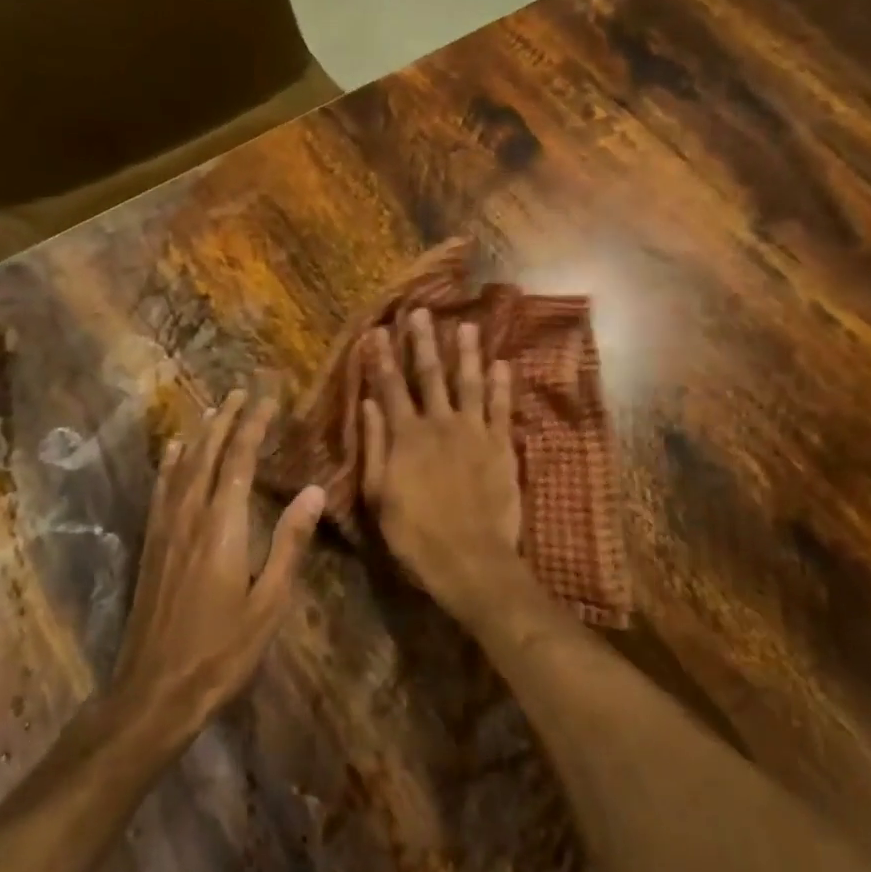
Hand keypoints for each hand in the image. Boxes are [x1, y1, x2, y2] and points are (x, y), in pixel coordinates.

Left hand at [112, 391, 324, 741]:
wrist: (155, 689)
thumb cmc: (222, 650)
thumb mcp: (270, 603)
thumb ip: (290, 543)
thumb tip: (312, 490)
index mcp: (223, 526)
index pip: (240, 460)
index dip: (254, 425)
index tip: (267, 398)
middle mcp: (190, 515)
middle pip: (208, 453)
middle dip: (227, 419)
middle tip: (242, 390)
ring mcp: (165, 528)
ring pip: (182, 465)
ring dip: (201, 433)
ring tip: (215, 408)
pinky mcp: (152, 543)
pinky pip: (161, 488)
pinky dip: (170, 462)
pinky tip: (173, 450)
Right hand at [360, 312, 525, 622]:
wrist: (471, 560)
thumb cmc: (415, 535)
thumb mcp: (379, 496)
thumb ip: (375, 446)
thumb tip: (368, 404)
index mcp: (406, 436)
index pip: (390, 387)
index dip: (381, 358)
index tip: (376, 331)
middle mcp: (440, 424)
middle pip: (429, 375)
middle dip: (422, 342)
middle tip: (420, 311)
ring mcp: (475, 432)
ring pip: (469, 382)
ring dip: (466, 353)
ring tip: (465, 326)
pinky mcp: (502, 446)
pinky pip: (502, 408)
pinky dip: (502, 385)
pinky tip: (502, 364)